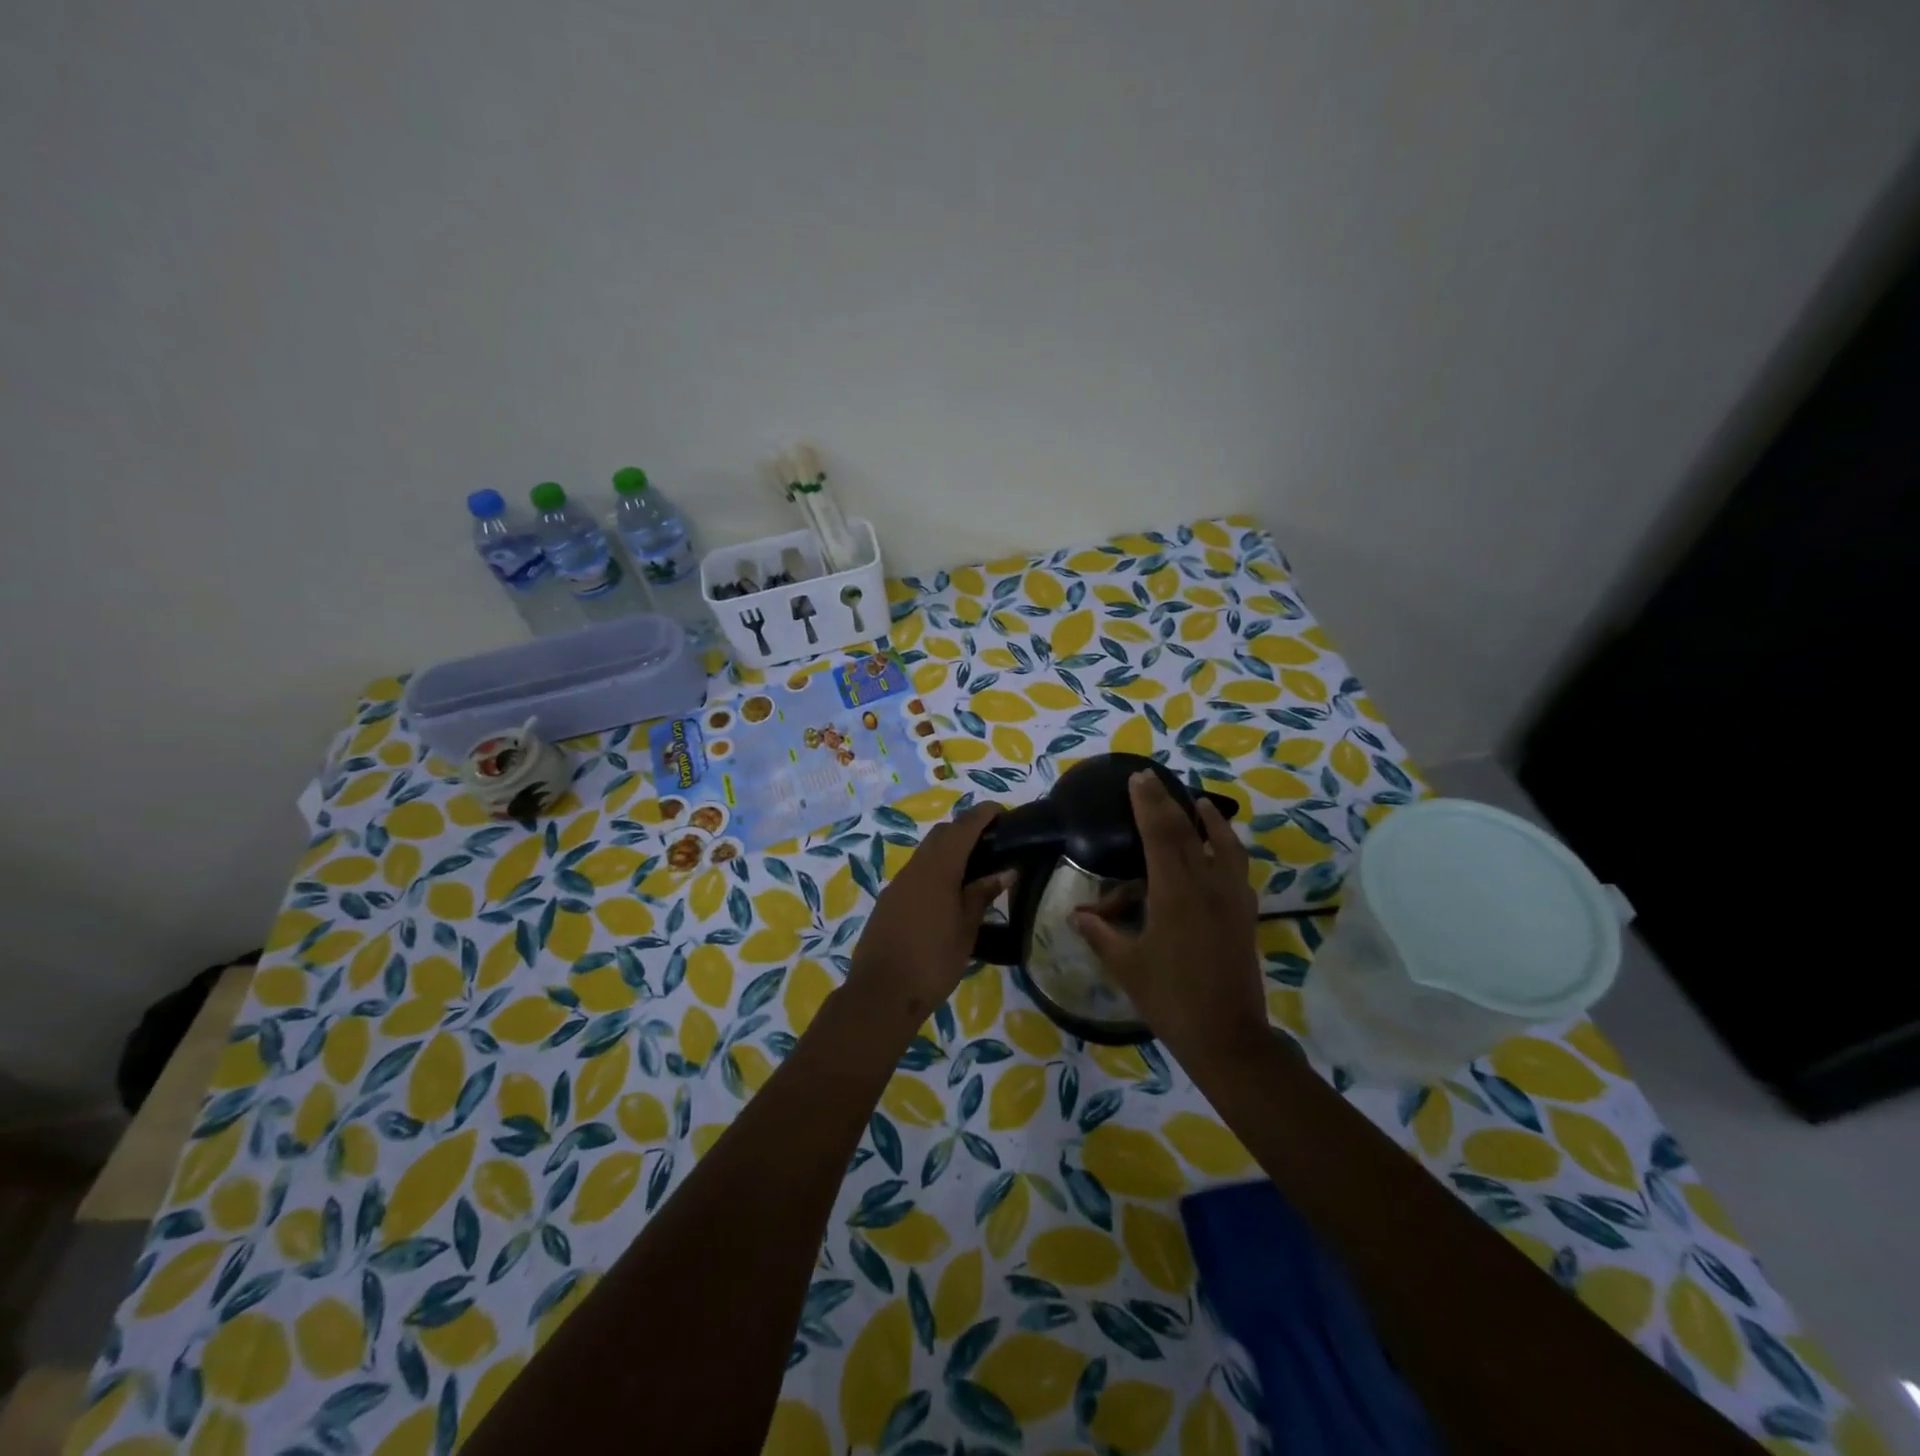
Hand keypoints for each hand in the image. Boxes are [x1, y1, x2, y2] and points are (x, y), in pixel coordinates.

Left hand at [848, 803, 1011, 1032]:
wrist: (880, 994)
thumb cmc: (932, 962)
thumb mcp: (966, 930)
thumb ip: (982, 895)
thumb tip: (1005, 871)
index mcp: (938, 869)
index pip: (963, 828)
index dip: (982, 814)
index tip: (1002, 812)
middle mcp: (915, 868)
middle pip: (941, 834)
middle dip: (965, 829)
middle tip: (992, 842)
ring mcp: (898, 884)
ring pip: (926, 853)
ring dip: (949, 850)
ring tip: (975, 869)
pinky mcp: (889, 901)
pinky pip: (916, 872)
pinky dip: (935, 870)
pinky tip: (949, 893)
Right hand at [1072, 772, 1266, 1065]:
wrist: (1226, 1035)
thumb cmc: (1169, 998)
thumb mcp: (1126, 965)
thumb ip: (1100, 935)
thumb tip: (1076, 916)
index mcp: (1175, 893)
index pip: (1160, 834)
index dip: (1148, 804)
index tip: (1138, 778)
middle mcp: (1207, 886)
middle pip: (1188, 831)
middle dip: (1168, 802)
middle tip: (1153, 778)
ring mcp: (1232, 899)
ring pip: (1225, 845)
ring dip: (1210, 820)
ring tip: (1199, 803)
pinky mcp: (1245, 914)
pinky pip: (1238, 868)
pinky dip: (1228, 848)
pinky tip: (1220, 852)